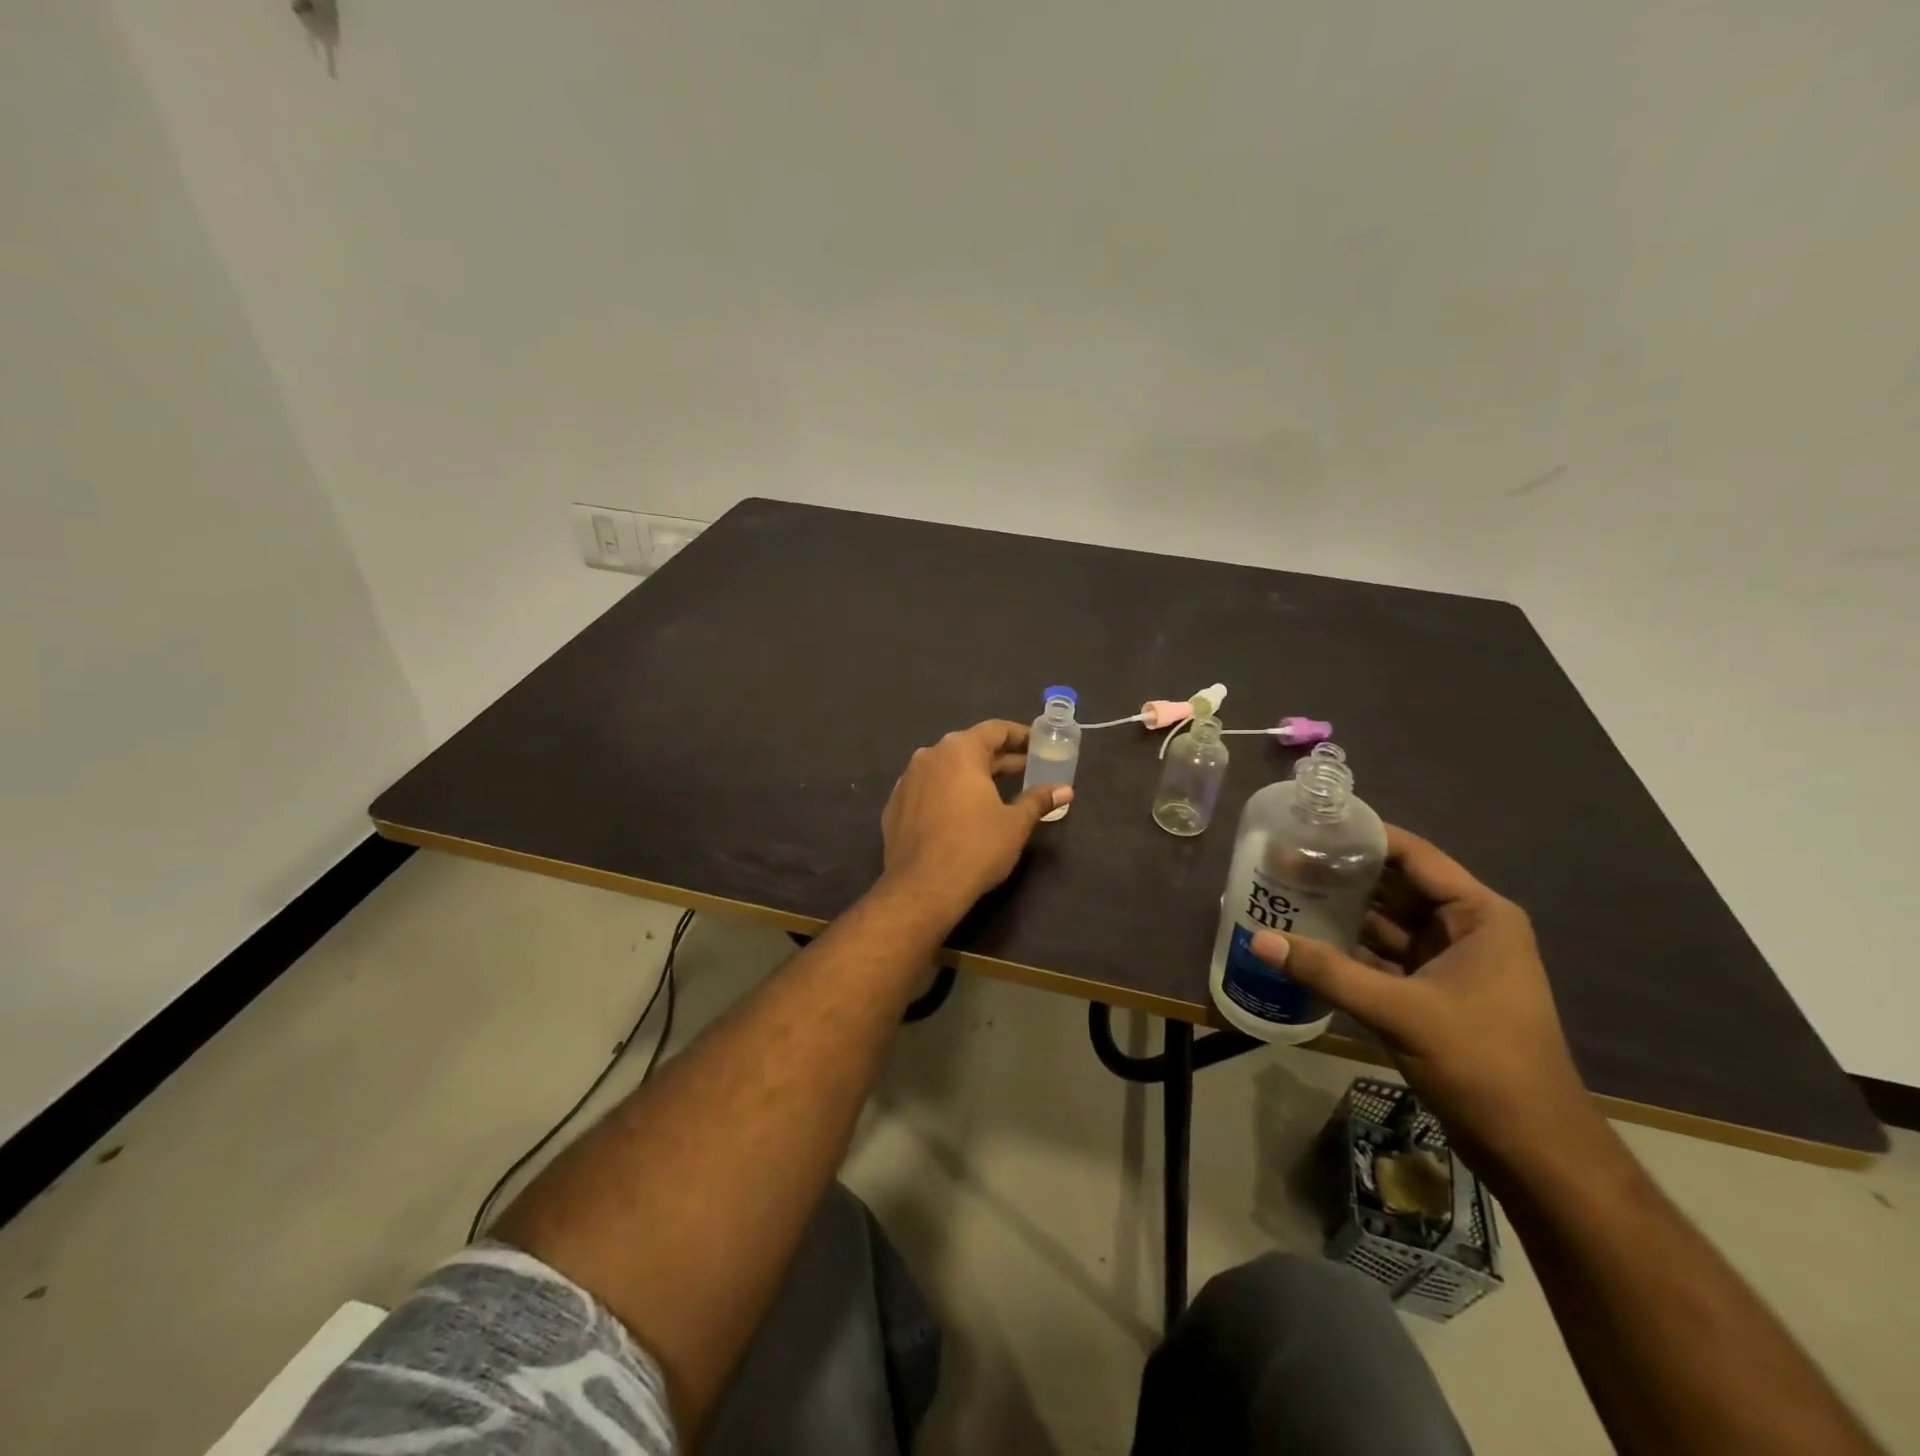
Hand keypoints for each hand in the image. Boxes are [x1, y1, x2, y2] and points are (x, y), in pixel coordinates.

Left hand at [879, 720, 1069, 924]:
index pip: (994, 730)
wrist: (922, 888)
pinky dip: (948, 793)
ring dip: (972, 775)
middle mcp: (929, 756)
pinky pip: (928, 789)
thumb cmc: (976, 848)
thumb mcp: (1015, 823)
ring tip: (997, 790)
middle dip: (999, 758)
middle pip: (970, 747)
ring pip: (946, 768)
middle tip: (1027, 769)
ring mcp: (907, 781)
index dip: (1019, 736)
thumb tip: (1065, 790)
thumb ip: (1038, 800)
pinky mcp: (895, 806)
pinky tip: (963, 812)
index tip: (1038, 745)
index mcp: (959, 751)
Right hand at [1250, 825, 1595, 1168]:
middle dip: (1343, 875)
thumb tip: (1260, 941)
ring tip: (1284, 893)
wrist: (1534, 1149)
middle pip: (1395, 886)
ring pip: (1386, 922)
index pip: (1413, 856)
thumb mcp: (1399, 1011)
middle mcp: (1466, 929)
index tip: (1310, 825)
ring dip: (1341, 912)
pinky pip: (1383, 956)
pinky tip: (1305, 941)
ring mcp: (1449, 962)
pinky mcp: (1433, 992)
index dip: (1363, 837)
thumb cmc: (1482, 1063)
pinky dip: (1349, 949)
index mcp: (1478, 915)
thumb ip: (1327, 971)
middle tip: (1283, 860)